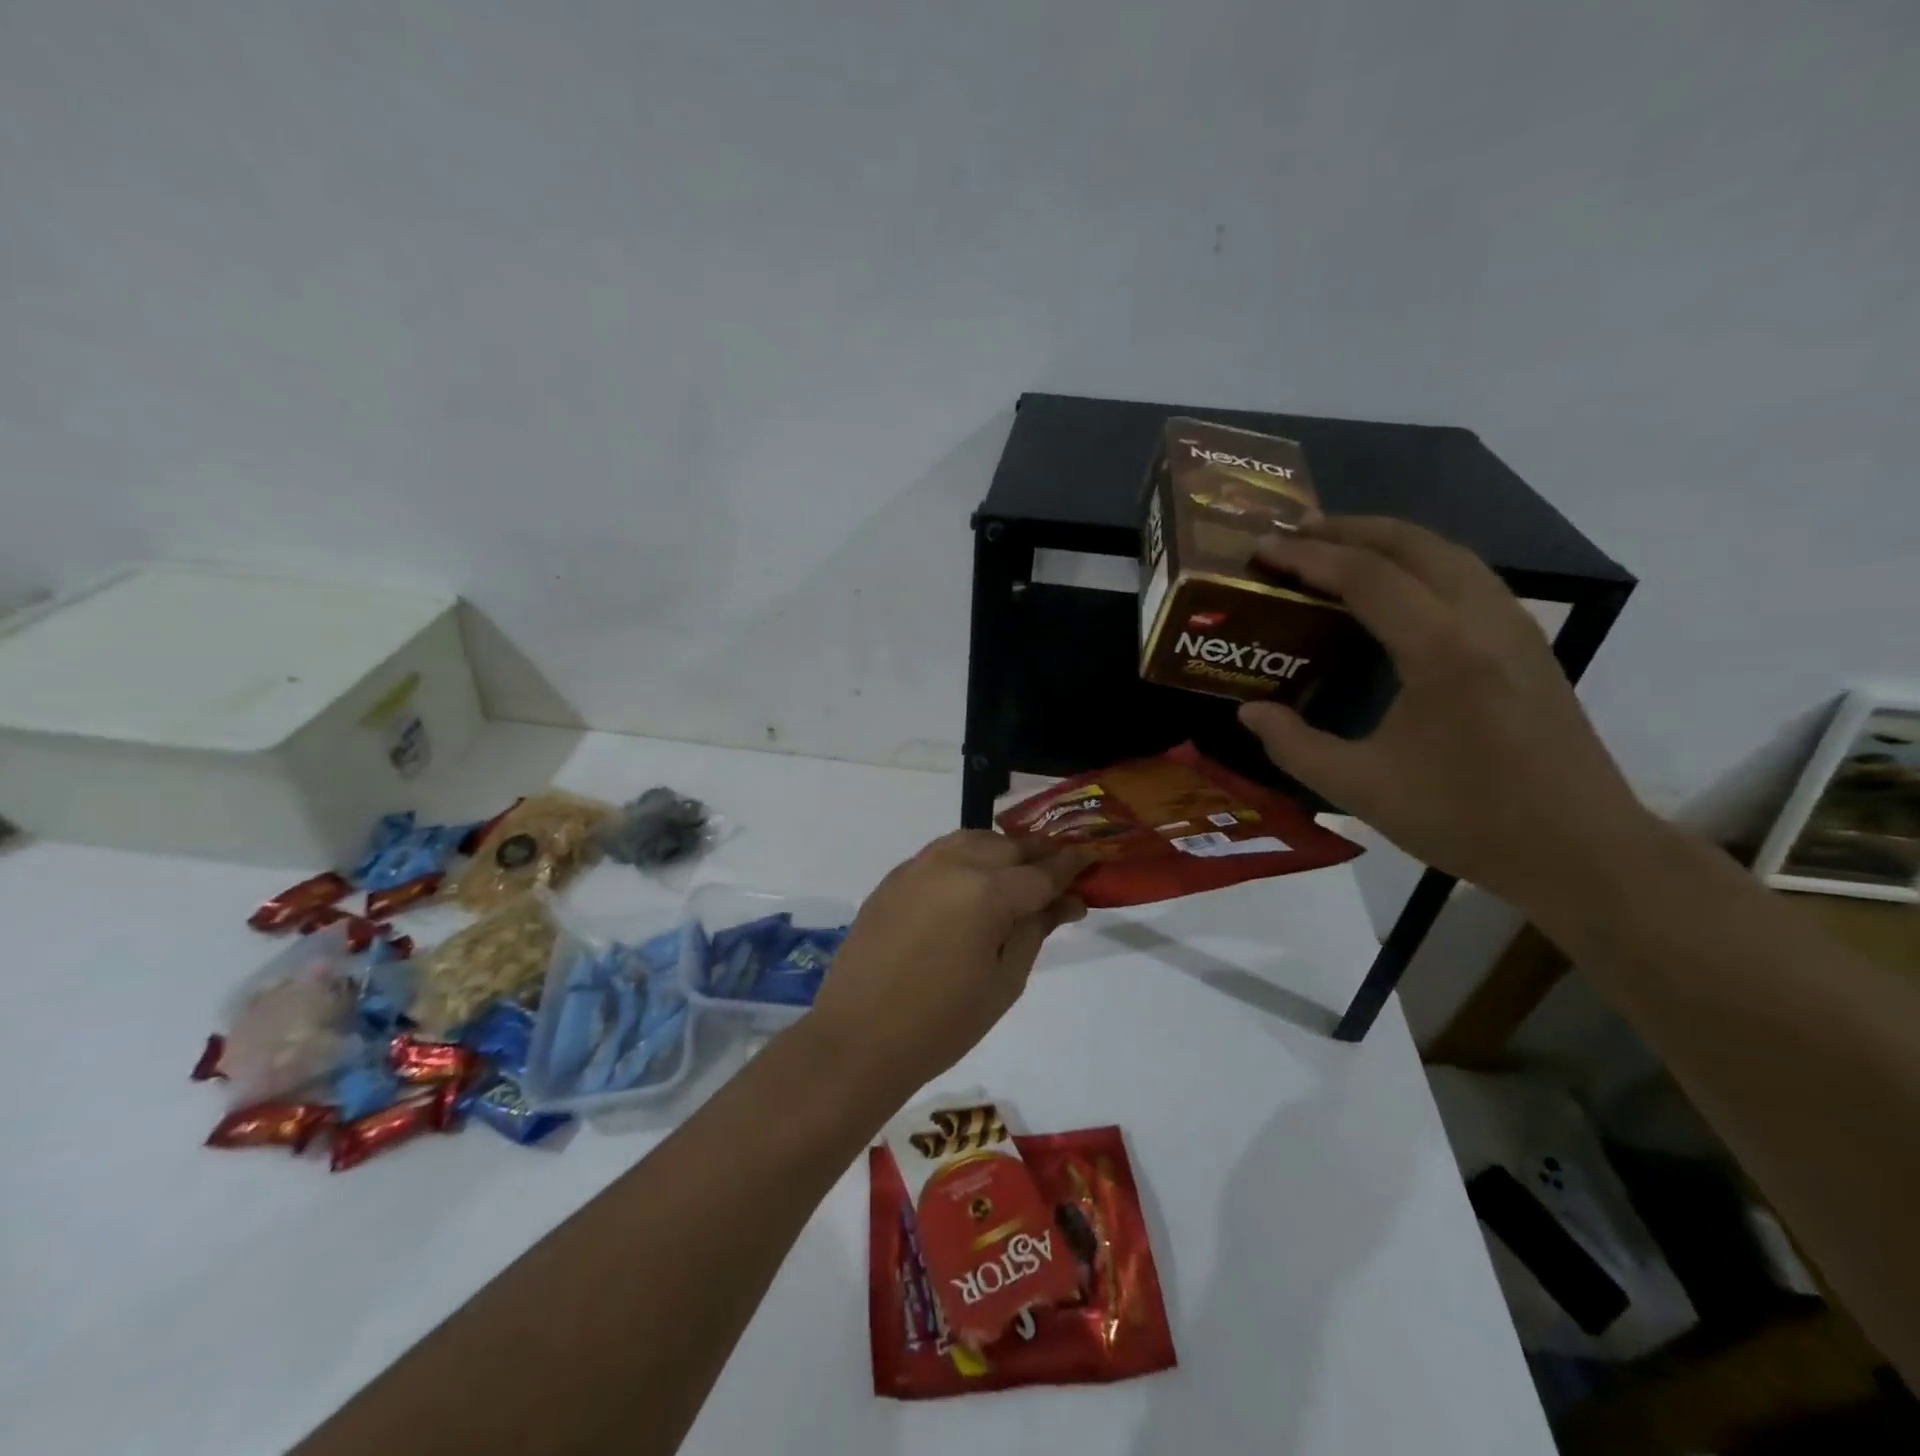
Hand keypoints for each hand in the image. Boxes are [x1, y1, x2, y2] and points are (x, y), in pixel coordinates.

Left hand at [810, 832, 1089, 1094]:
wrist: (859, 1038)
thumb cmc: (943, 1024)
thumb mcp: (1005, 981)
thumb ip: (1036, 930)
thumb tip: (1067, 900)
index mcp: (987, 892)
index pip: (1042, 872)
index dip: (1072, 866)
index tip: (1093, 859)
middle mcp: (954, 864)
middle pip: (1009, 847)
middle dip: (1040, 855)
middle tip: (1062, 873)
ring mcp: (918, 866)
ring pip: (974, 839)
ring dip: (1003, 850)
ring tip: (1020, 873)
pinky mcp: (895, 877)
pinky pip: (942, 851)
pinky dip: (968, 855)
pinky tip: (975, 879)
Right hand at [1238, 517, 1658, 920]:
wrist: (1580, 849)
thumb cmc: (1466, 818)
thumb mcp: (1360, 788)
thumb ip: (1293, 746)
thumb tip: (1248, 711)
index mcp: (1441, 650)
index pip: (1366, 577)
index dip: (1308, 557)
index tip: (1263, 549)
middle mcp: (1483, 620)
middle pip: (1414, 544)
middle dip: (1349, 529)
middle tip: (1294, 531)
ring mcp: (1515, 627)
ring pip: (1449, 553)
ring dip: (1389, 539)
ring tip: (1337, 546)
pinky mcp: (1527, 643)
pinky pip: (1468, 576)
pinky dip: (1421, 562)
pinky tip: (1396, 587)